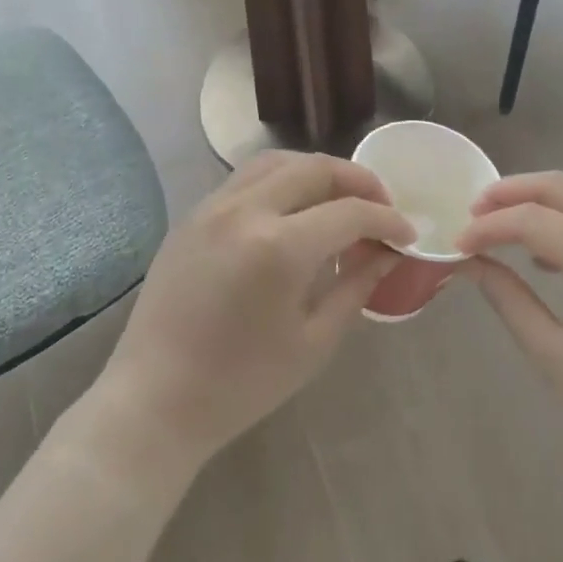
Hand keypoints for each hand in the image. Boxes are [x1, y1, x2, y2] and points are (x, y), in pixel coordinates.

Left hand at [93, 152, 413, 475]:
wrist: (155, 400)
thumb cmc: (241, 383)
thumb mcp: (313, 341)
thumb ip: (356, 285)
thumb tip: (388, 253)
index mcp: (279, 247)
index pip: (350, 212)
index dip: (387, 218)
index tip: (407, 233)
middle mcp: (245, 210)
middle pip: (315, 168)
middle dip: (358, 180)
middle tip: (381, 204)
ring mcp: (213, 206)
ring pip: (277, 161)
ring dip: (317, 170)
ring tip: (339, 197)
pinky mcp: (192, 215)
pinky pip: (246, 178)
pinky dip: (281, 179)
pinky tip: (293, 207)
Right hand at [456, 172, 562, 478]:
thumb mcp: (554, 356)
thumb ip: (509, 299)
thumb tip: (471, 263)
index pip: (532, 220)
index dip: (488, 227)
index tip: (456, 244)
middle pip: (560, 187)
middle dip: (511, 192)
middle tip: (472, 213)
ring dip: (540, 196)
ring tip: (500, 220)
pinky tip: (546, 248)